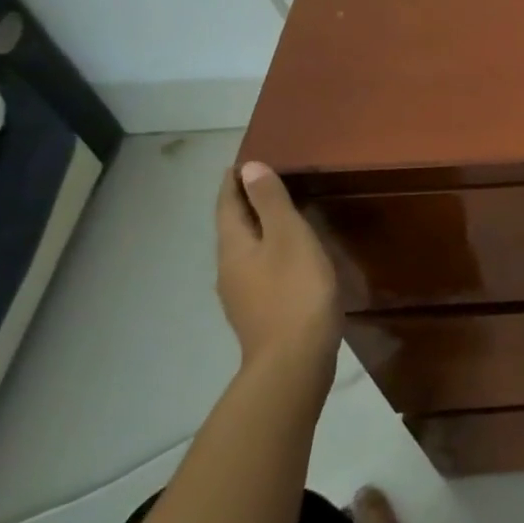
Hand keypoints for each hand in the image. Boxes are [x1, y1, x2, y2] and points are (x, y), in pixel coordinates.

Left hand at [215, 162, 341, 379]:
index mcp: (234, 248)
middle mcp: (229, 269)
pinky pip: (259, 269)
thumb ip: (271, 203)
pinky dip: (269, 252)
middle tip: (263, 182)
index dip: (233, 183)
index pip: (227, 206)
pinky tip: (289, 257)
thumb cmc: (295, 290)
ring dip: (257, 229)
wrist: (294, 360)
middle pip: (233, 228)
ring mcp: (242, 294)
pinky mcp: (260, 312)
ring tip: (279, 216)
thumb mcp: (289, 237)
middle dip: (244, 204)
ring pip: (245, 251)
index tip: (240, 163)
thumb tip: (250, 168)